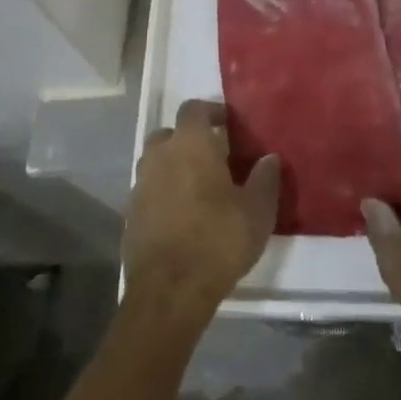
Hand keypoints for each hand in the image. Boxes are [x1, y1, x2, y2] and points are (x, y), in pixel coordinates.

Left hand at [124, 100, 279, 323]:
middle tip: (214, 157)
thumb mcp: (257, 211)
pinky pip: (149, 191)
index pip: (194, 108)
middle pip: (170, 133)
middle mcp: (160, 155)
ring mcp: (141, 184)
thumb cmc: (218, 239)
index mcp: (190, 143)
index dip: (211, 111)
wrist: (169, 290)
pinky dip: (163, 194)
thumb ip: (265, 179)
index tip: (228, 124)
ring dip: (174, 166)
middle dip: (189, 139)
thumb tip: (269, 158)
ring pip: (156, 162)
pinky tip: (182, 215)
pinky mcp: (130, 214)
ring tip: (199, 188)